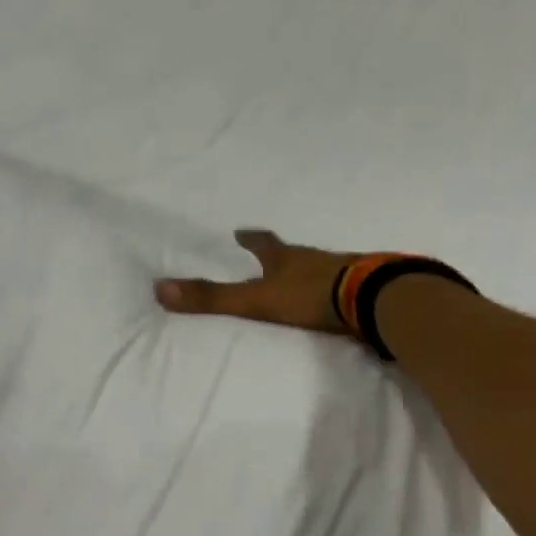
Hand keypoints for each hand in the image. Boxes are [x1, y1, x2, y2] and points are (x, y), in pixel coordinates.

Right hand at [155, 229, 358, 335]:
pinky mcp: (370, 289)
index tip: (240, 232)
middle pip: (294, 253)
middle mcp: (315, 259)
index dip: (250, 238)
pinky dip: (340, 292)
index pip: (263, 243)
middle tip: (273, 257)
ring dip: (311, 273)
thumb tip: (159, 289)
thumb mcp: (255, 299)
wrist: (376, 300)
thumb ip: (212, 299)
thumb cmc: (311, 296)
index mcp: (287, 259)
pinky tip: (341, 303)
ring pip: (323, 268)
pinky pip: (349, 287)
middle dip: (282, 256)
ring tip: (305, 282)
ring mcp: (346, 271)